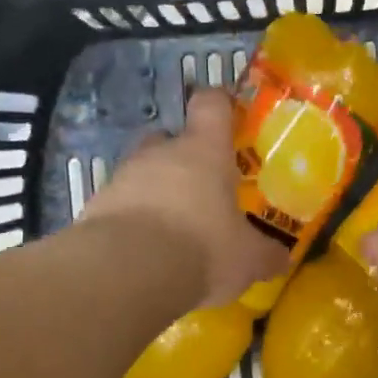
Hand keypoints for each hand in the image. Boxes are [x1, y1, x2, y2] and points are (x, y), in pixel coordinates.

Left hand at [82, 89, 283, 306]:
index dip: (220, 105)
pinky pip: (119, 205)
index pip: (211, 105)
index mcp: (203, 151)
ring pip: (141, 173)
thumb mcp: (246, 259)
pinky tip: (142, 252)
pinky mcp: (95, 207)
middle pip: (169, 138)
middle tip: (199, 190)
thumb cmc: (201, 249)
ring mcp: (122, 177)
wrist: (127, 272)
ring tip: (170, 229)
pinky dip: (130, 221)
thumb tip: (282, 259)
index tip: (227, 115)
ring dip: (154, 193)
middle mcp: (159, 154)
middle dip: (182, 159)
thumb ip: (265, 255)